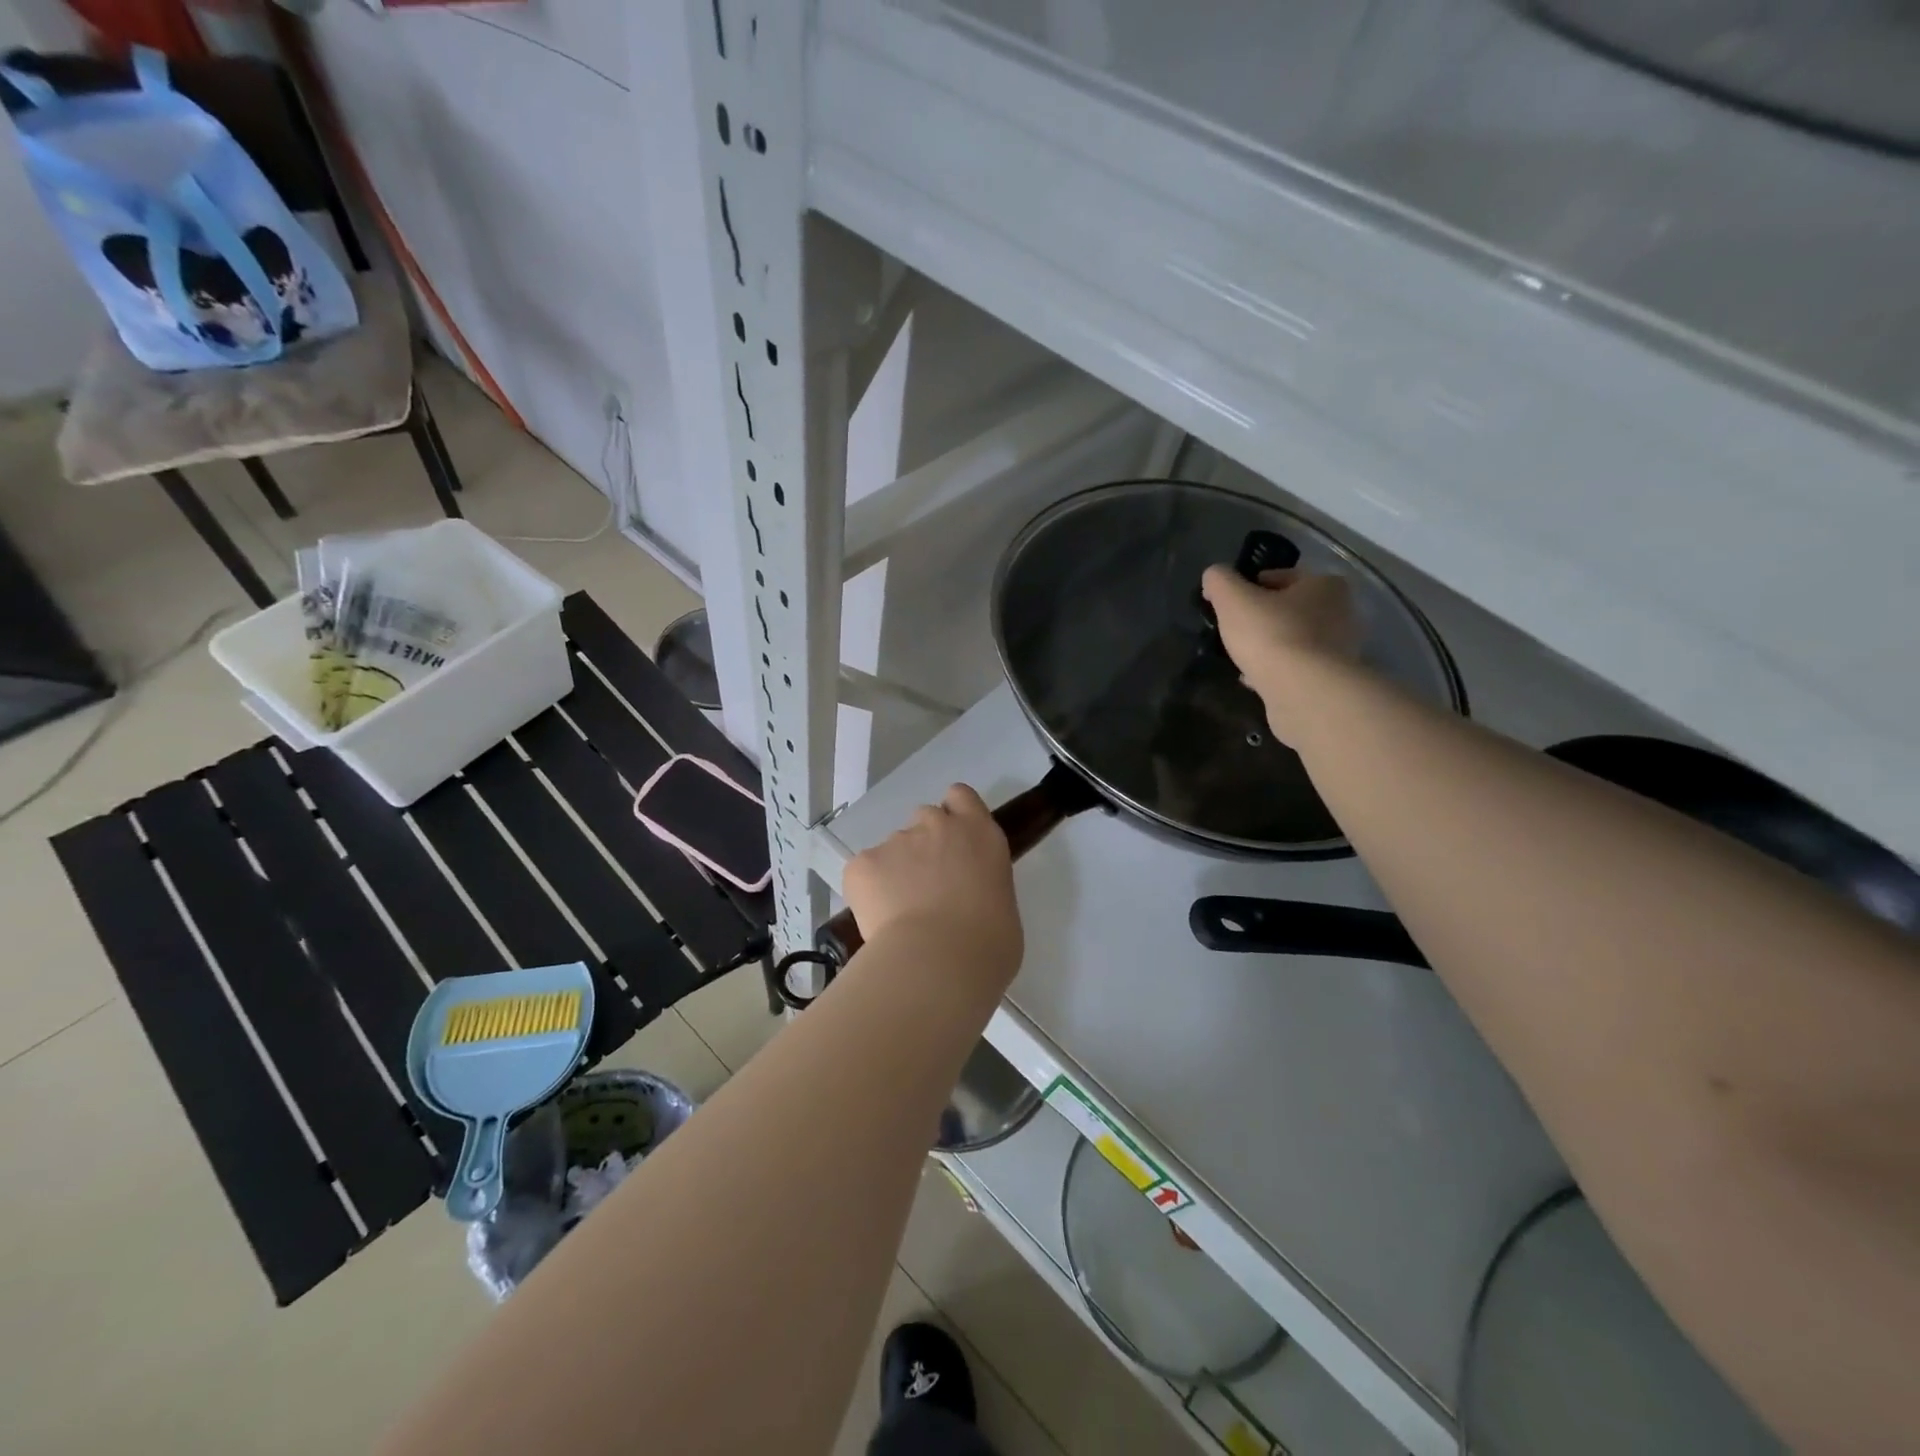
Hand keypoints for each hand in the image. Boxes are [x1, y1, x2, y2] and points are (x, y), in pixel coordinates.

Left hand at [843, 784, 1022, 982]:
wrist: (940, 960)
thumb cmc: (988, 942)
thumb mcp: (1002, 904)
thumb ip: (981, 884)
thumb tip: (966, 898)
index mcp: (978, 832)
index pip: (960, 797)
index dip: (954, 814)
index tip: (953, 842)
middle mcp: (937, 826)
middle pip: (925, 818)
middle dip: (924, 844)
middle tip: (928, 885)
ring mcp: (896, 841)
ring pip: (893, 849)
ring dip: (896, 871)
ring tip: (901, 914)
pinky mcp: (863, 863)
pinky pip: (864, 872)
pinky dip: (869, 892)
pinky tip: (880, 921)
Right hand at [1200, 567, 1360, 742]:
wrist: (1304, 692)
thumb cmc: (1271, 635)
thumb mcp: (1233, 599)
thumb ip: (1220, 581)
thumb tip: (1213, 575)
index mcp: (1325, 585)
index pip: (1282, 577)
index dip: (1250, 586)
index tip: (1229, 604)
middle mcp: (1340, 613)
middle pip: (1290, 609)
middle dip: (1263, 618)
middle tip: (1235, 630)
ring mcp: (1340, 649)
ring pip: (1294, 640)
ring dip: (1269, 646)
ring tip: (1242, 657)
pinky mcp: (1332, 680)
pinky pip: (1297, 668)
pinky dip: (1277, 670)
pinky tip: (1254, 679)